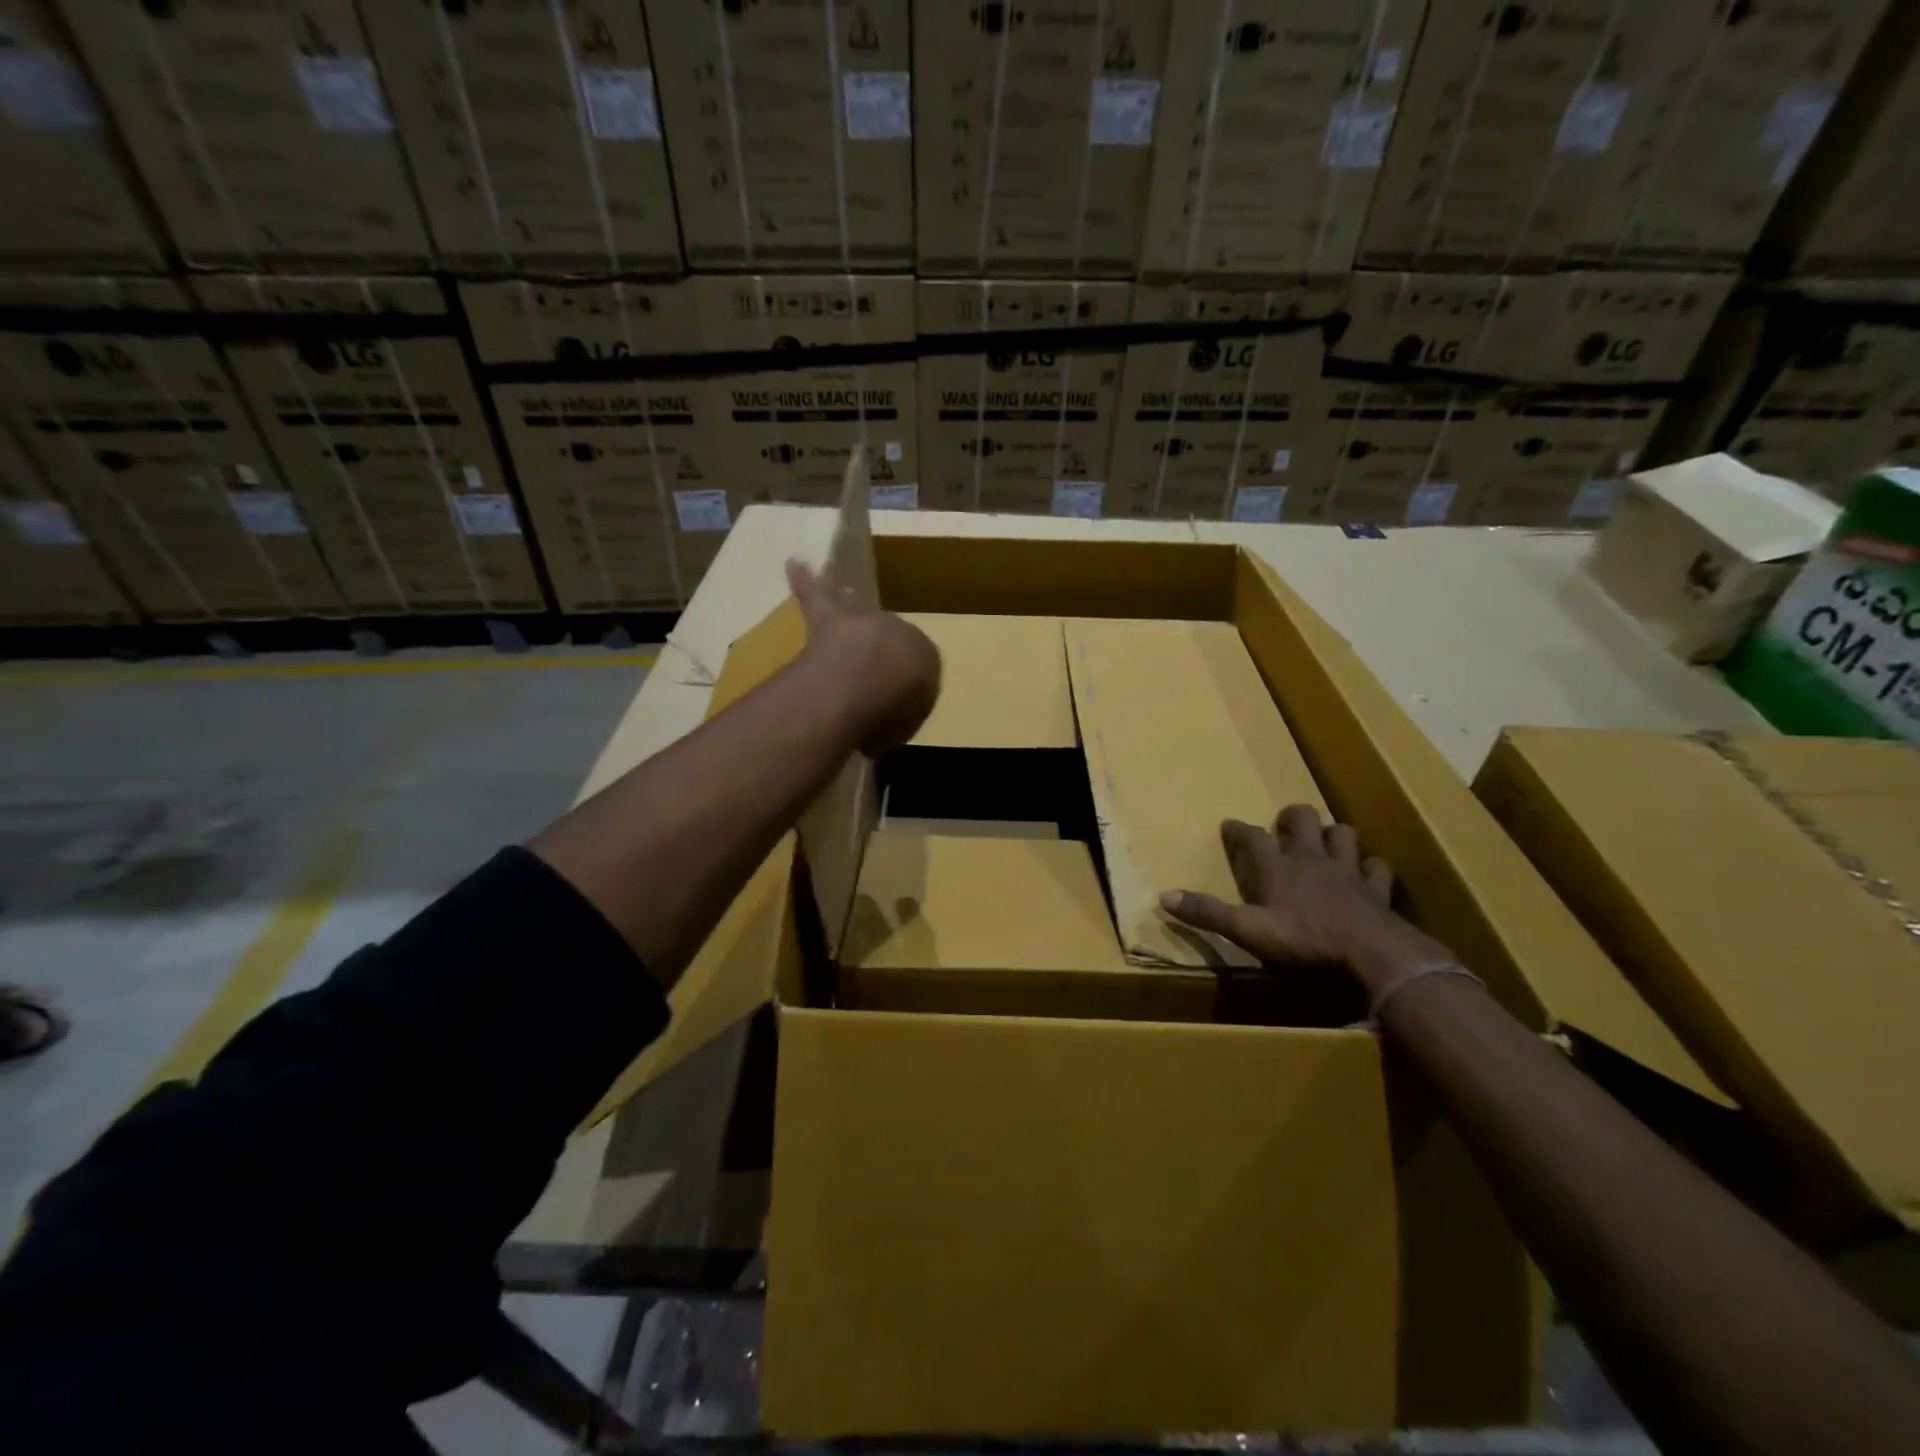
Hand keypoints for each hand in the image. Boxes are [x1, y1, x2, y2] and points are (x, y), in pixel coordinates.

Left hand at [787, 559, 940, 753]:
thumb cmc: (897, 708)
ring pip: (857, 610)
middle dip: (881, 651)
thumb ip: (892, 725)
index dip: (901, 695)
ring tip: (848, 593)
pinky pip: (816, 596)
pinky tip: (793, 563)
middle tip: (870, 674)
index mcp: (925, 657)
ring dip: (850, 604)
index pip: (915, 672)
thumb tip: (874, 735)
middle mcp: (899, 632)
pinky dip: (804, 582)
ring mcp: (863, 622)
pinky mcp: (829, 620)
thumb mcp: (904, 727)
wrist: (871, 680)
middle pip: (888, 640)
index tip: (887, 714)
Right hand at [1160, 806, 1434, 986]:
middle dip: (1292, 817)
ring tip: (1325, 841)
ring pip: (1343, 834)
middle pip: (1302, 820)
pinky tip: (1366, 872)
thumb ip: (1208, 913)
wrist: (1371, 954)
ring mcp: (1347, 870)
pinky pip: (1376, 867)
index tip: (1229, 825)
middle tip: (1285, 824)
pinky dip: (1370, 866)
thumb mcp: (1247, 930)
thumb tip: (1163, 895)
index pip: (1252, 837)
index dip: (1238, 830)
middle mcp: (1310, 858)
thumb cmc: (1304, 940)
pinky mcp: (1376, 889)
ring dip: (1333, 834)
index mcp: (1276, 867)